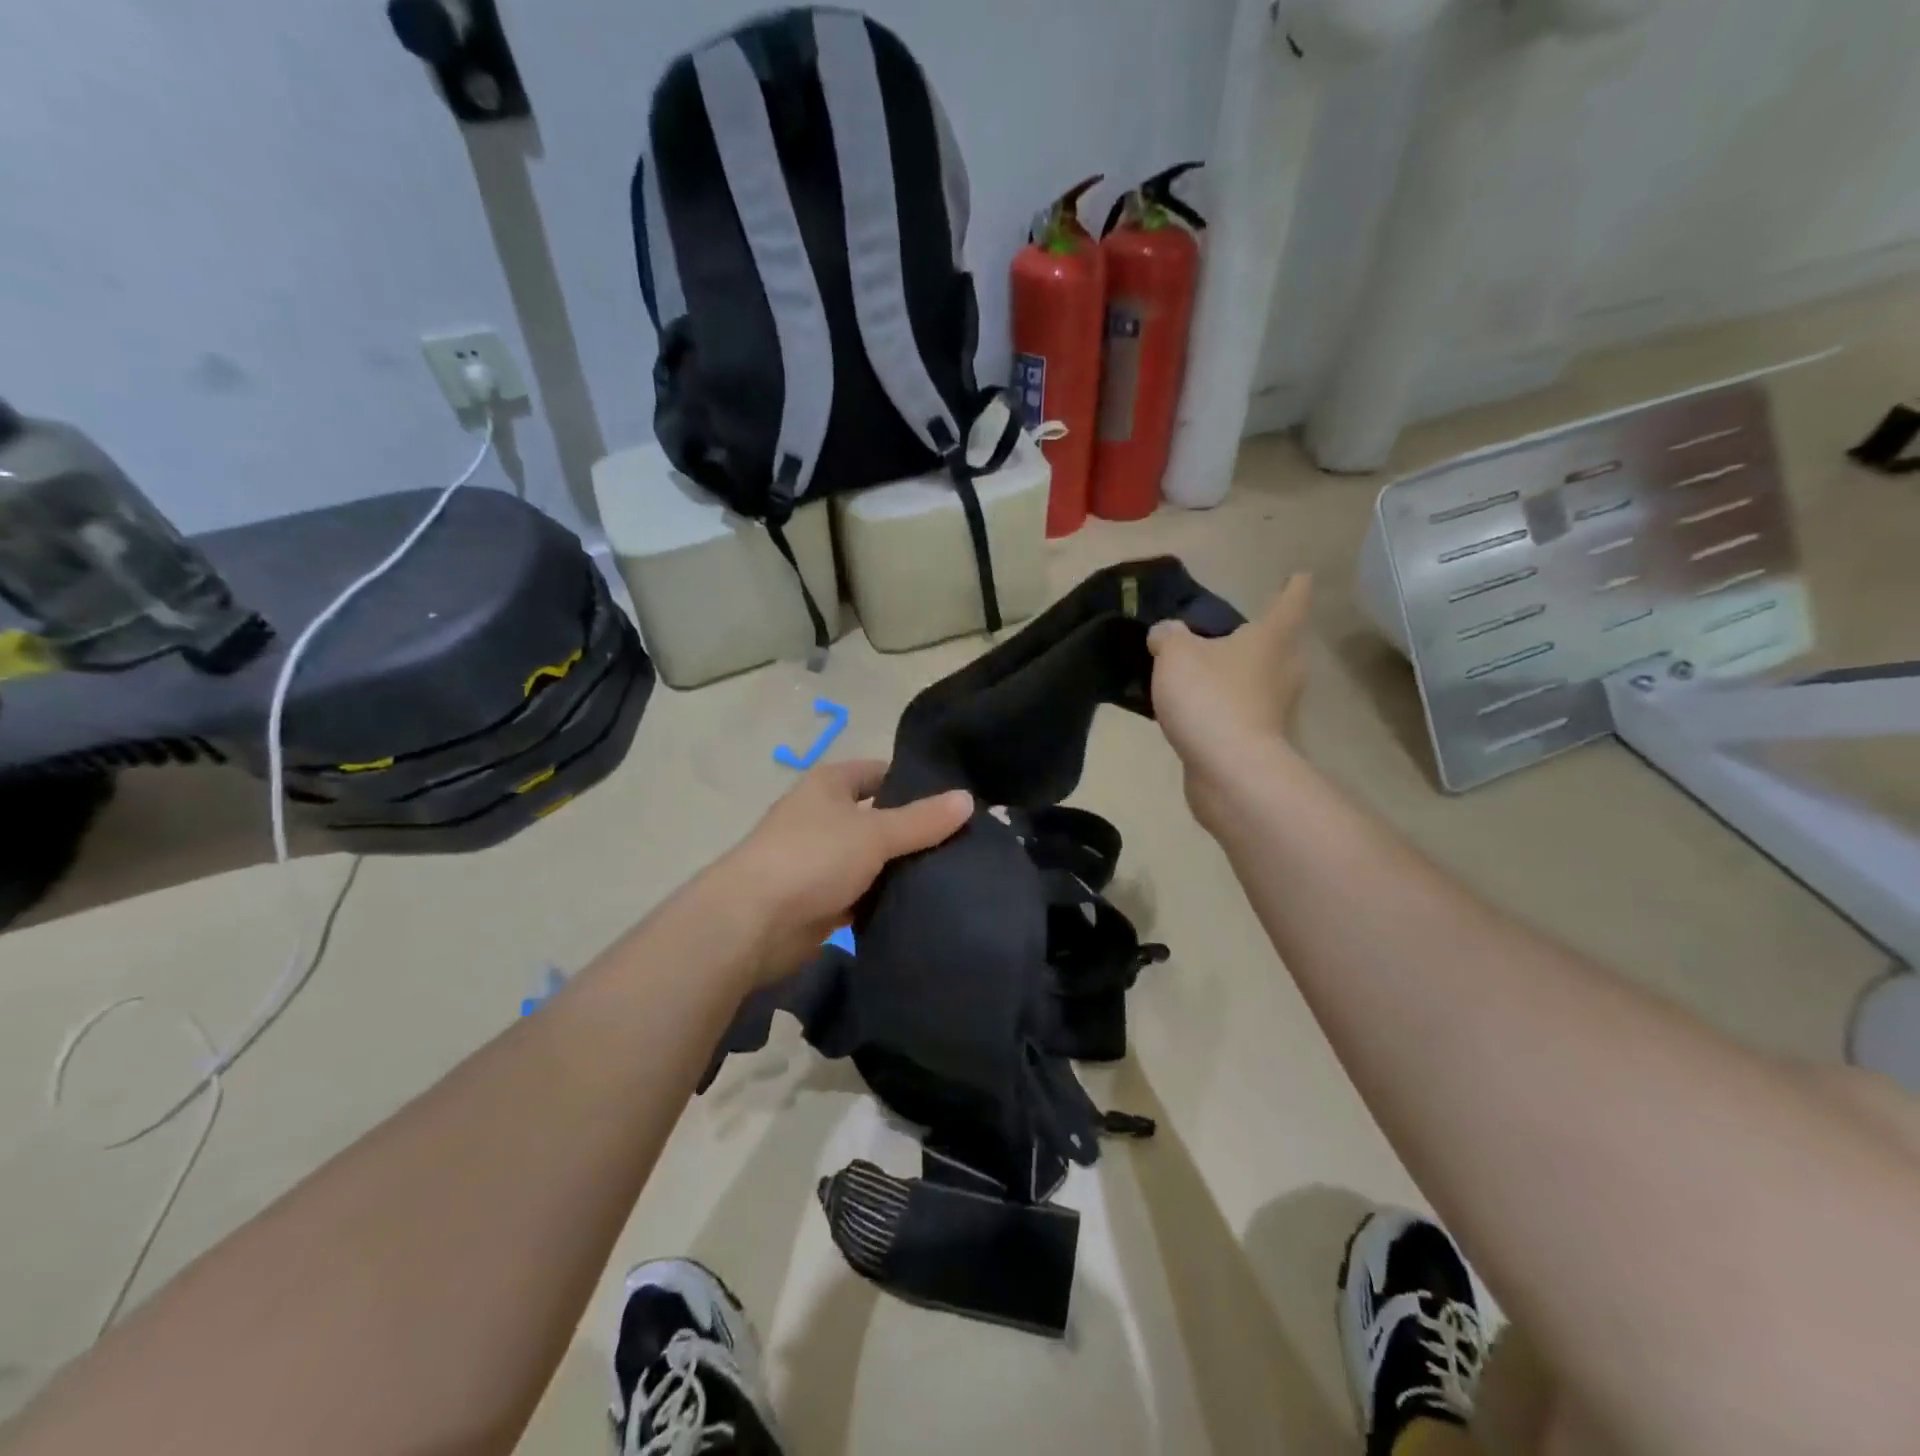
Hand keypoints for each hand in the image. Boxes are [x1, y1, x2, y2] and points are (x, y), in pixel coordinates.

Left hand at [716, 759, 972, 985]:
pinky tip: (922, 906)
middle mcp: (822, 817)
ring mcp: (819, 861)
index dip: (915, 783)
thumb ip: (922, 819)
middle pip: (878, 818)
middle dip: (915, 831)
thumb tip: (968, 799)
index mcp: (829, 785)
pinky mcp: (820, 901)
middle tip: (965, 841)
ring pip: (871, 860)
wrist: (753, 923)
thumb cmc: (813, 858)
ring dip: (901, 869)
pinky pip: (861, 895)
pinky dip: (884, 900)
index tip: (955, 800)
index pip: (880, 773)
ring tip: (954, 874)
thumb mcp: (875, 833)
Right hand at [1148, 574, 1312, 826]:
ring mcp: (1276, 708)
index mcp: (1272, 638)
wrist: (1229, 770)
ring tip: (1202, 672)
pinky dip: (1224, 708)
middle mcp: (1284, 669)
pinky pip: (1241, 712)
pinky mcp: (1260, 740)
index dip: (1293, 586)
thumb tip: (1166, 634)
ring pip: (1259, 680)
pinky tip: (1195, 711)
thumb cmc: (1210, 697)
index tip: (1297, 575)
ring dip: (1237, 675)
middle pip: (1278, 644)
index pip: (1291, 600)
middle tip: (1227, 632)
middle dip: (1258, 637)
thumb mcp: (1175, 655)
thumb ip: (1168, 636)